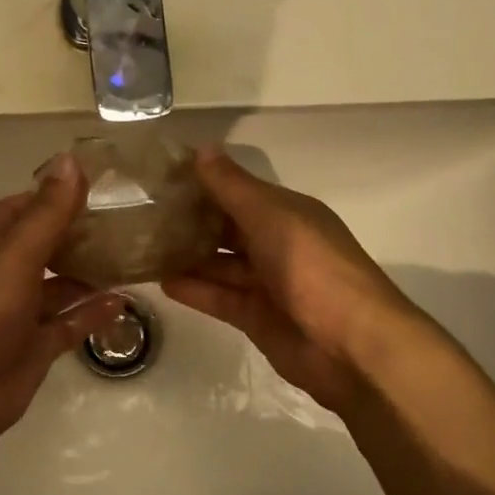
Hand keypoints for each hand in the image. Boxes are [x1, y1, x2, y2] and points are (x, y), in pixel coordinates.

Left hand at [0, 152, 122, 456]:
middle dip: (80, 234)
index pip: (23, 207)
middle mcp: (5, 274)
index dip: (54, 194)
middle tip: (128, 221)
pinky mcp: (34, 347)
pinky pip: (69, 323)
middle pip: (46, 245)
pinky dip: (92, 313)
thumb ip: (47, 212)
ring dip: (90, 273)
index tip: (98, 185)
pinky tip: (123, 302)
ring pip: (60, 285)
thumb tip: (71, 159)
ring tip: (133, 258)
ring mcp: (19, 313)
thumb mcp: (16, 256)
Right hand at [161, 146, 424, 416]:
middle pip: (227, 228)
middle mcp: (277, 244)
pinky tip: (161, 282)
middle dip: (191, 221)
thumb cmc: (313, 269)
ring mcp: (267, 284)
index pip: (239, 191)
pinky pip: (220, 298)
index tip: (161, 177)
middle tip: (143, 213)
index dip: (204, 183)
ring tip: (142, 247)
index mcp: (288, 214)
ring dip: (187, 256)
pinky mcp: (257, 318)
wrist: (351, 346)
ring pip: (220, 264)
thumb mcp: (272, 217)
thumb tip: (202, 148)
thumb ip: (233, 187)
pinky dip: (194, 290)